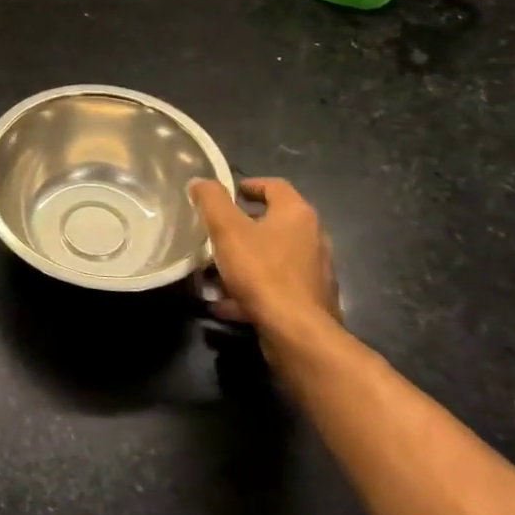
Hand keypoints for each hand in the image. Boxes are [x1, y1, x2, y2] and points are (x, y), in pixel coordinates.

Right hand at [190, 176, 339, 350]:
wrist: (297, 333)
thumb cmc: (262, 271)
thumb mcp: (227, 229)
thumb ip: (211, 200)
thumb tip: (200, 182)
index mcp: (297, 214)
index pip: (275, 186)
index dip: (249, 185)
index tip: (226, 194)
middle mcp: (312, 238)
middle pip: (273, 222)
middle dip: (242, 227)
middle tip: (215, 232)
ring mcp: (313, 271)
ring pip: (271, 257)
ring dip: (244, 261)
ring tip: (214, 272)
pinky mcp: (310, 301)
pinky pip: (275, 286)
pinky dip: (252, 289)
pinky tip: (226, 303)